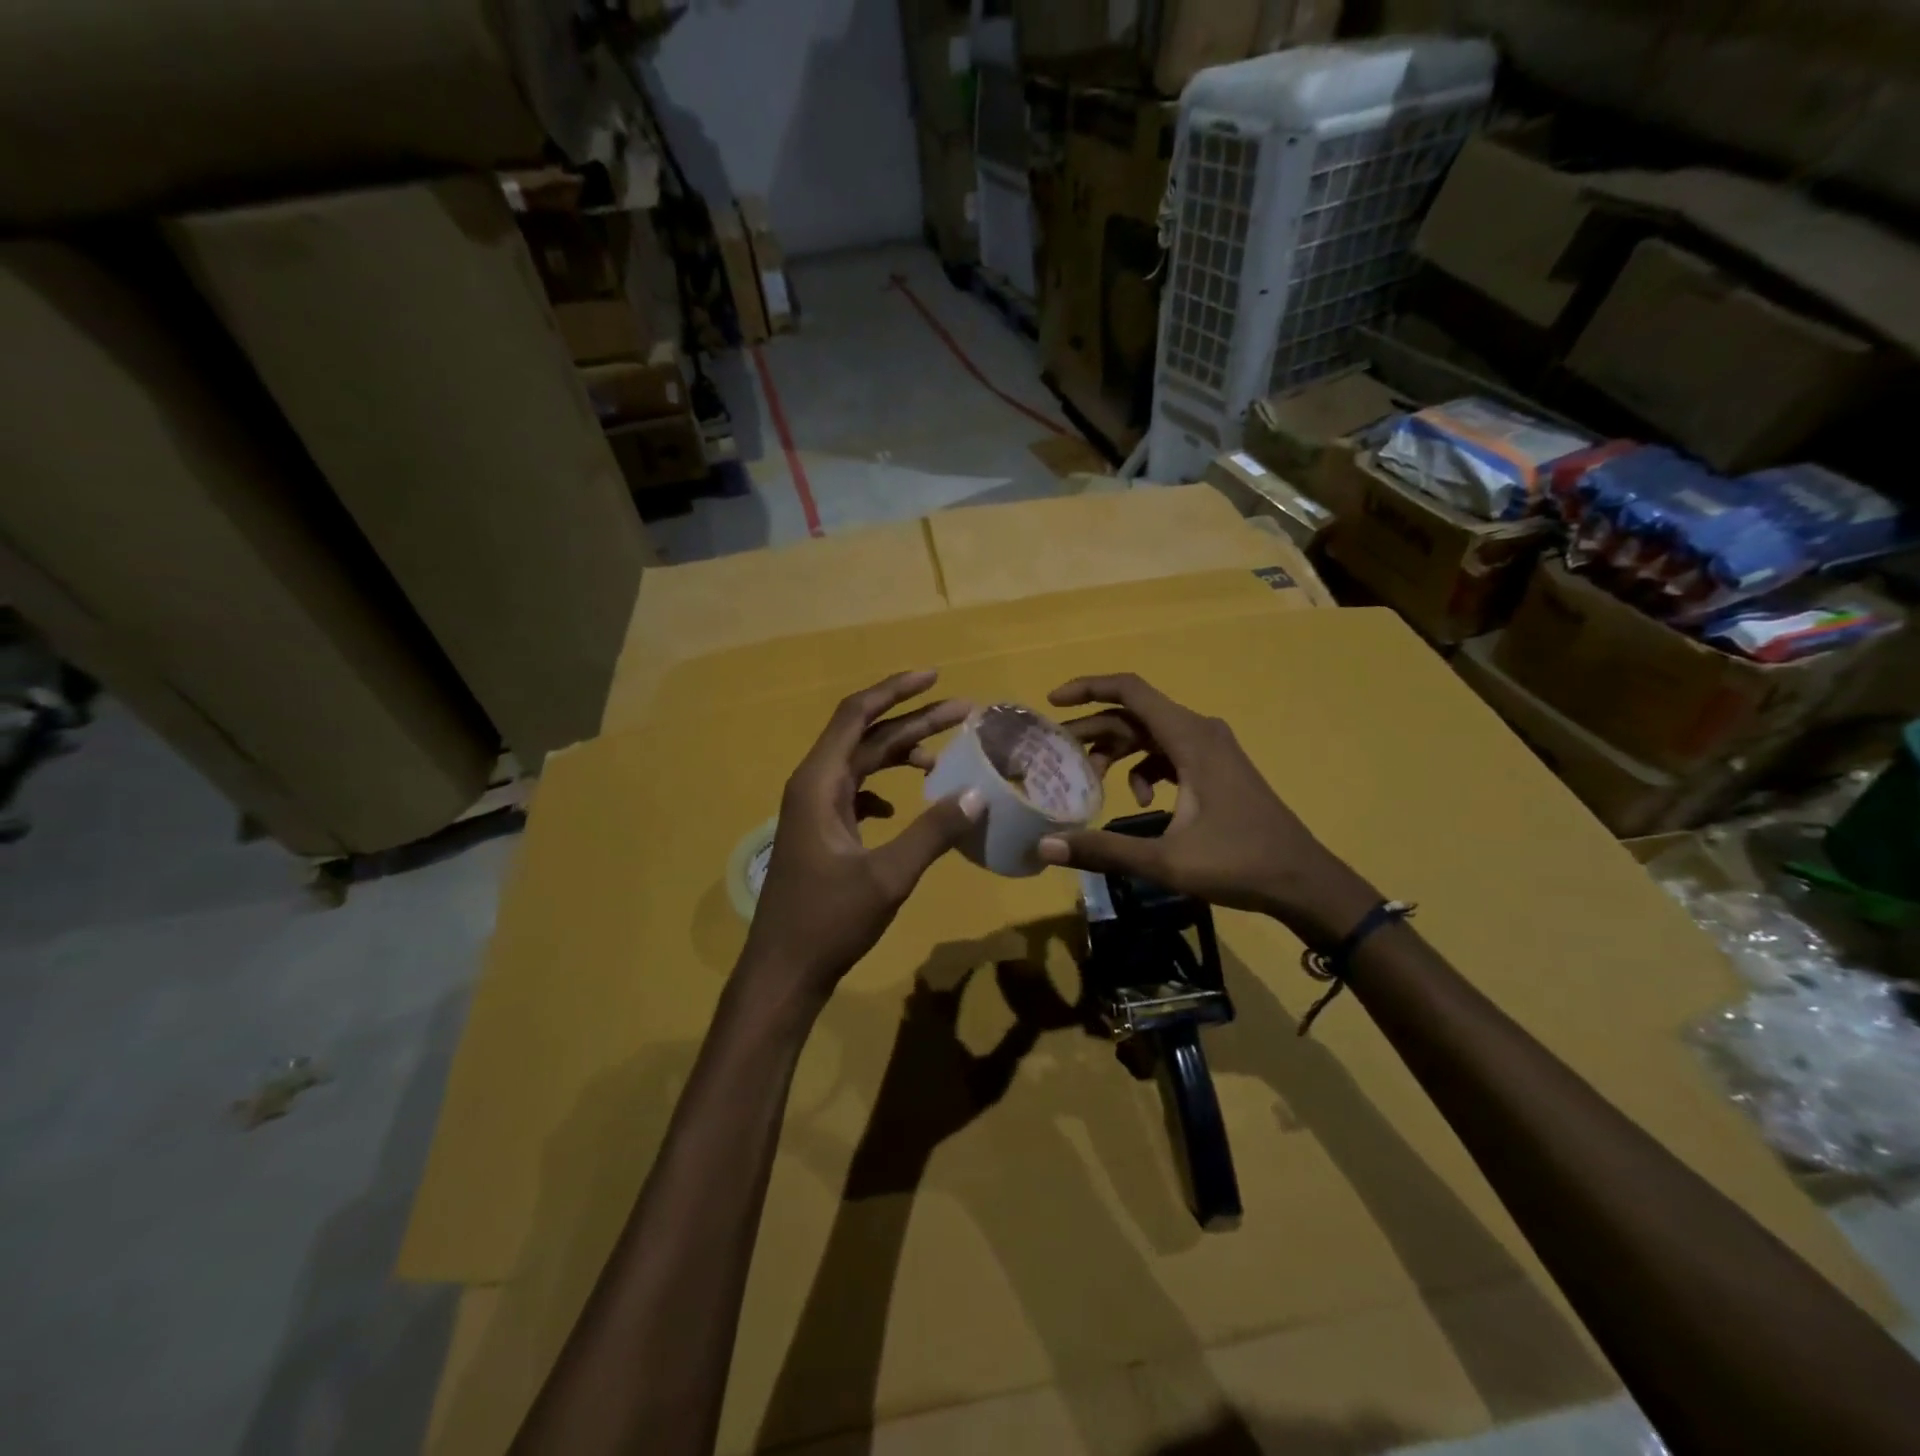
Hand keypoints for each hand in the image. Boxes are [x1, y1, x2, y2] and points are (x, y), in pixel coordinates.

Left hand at [740, 670, 984, 1009]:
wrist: (784, 971)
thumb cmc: (829, 921)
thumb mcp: (888, 876)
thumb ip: (932, 832)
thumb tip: (977, 794)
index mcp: (819, 783)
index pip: (856, 715)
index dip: (894, 690)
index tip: (935, 677)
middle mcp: (812, 786)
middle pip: (865, 737)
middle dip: (912, 722)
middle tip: (962, 713)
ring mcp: (815, 811)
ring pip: (861, 765)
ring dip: (899, 755)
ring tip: (942, 756)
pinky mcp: (821, 834)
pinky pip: (856, 794)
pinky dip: (883, 789)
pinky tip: (904, 805)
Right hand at [1037, 673, 1377, 944]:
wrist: (1303, 881)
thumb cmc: (1238, 864)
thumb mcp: (1165, 861)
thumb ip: (1104, 850)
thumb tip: (1045, 847)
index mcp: (1189, 738)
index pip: (1130, 690)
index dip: (1088, 688)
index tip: (1053, 703)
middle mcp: (1200, 731)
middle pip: (1135, 715)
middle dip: (1094, 732)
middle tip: (1056, 755)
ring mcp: (1211, 749)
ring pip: (1150, 735)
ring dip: (1117, 753)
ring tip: (1091, 782)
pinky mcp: (1216, 768)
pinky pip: (1168, 754)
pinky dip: (1145, 769)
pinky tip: (1143, 804)